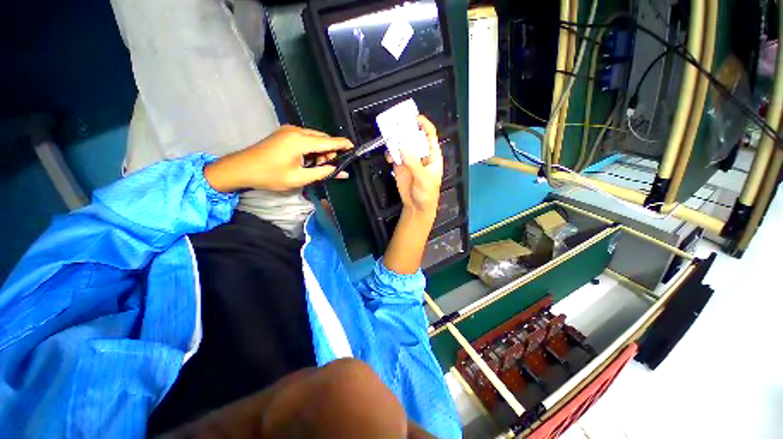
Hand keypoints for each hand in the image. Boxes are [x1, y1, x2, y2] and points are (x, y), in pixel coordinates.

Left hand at [204, 125, 352, 192]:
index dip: (342, 144)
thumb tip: (341, 172)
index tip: (354, 147)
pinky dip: (312, 148)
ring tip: (316, 165)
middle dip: (330, 151)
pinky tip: (308, 159)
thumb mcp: (299, 178)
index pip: (328, 141)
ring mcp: (289, 130)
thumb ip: (323, 173)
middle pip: (322, 138)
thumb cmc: (270, 175)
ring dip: (321, 150)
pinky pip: (306, 138)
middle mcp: (296, 131)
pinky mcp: (285, 133)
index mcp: (300, 141)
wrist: (241, 168)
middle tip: (328, 166)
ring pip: (315, 138)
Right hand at [390, 116, 443, 214]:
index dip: (424, 124)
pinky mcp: (400, 165)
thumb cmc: (427, 192)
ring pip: (402, 145)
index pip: (430, 135)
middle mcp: (420, 154)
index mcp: (432, 155)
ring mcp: (409, 159)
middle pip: (413, 137)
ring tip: (389, 139)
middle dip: (406, 130)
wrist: (416, 206)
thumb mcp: (423, 178)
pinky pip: (394, 155)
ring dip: (396, 141)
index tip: (415, 117)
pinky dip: (390, 154)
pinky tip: (389, 157)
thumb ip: (414, 163)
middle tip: (396, 125)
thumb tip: (403, 146)